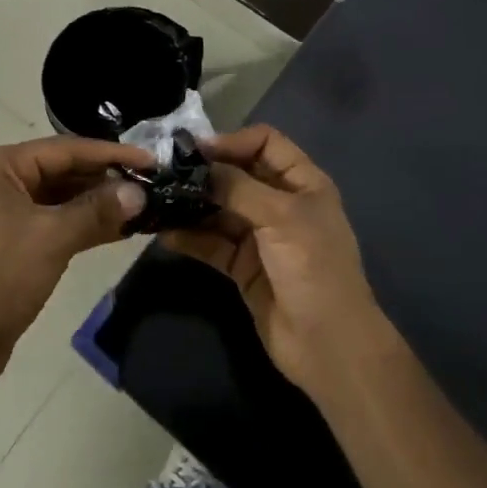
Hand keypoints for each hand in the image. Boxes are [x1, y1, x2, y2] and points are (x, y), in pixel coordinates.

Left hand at [0, 136, 149, 382]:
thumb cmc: (0, 276)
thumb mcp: (52, 237)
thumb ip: (97, 210)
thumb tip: (140, 192)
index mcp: (1, 166)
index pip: (66, 149)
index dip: (111, 154)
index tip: (151, 160)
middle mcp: (3, 180)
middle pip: (65, 170)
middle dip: (107, 179)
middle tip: (151, 185)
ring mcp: (8, 211)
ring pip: (64, 198)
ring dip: (100, 203)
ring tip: (144, 206)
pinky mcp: (17, 240)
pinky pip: (58, 221)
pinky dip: (86, 224)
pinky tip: (121, 229)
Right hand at [162, 125, 389, 398]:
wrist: (328, 346)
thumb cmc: (313, 268)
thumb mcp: (280, 217)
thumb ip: (237, 187)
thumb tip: (199, 165)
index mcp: (302, 183)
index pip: (265, 143)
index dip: (232, 141)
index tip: (196, 150)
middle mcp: (280, 203)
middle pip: (238, 174)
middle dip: (205, 172)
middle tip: (164, 171)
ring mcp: (260, 235)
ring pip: (220, 209)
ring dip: (191, 204)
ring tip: (158, 199)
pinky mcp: (242, 266)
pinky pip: (211, 243)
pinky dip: (190, 237)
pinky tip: (164, 232)